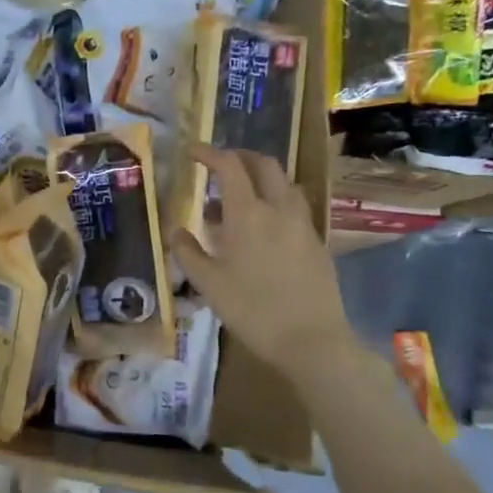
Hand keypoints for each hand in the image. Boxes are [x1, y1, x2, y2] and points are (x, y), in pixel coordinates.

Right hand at [172, 146, 354, 377]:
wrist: (311, 340)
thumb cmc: (251, 310)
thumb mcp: (208, 284)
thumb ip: (187, 251)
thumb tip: (175, 230)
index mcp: (248, 214)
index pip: (229, 167)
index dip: (209, 154)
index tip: (192, 152)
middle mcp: (279, 209)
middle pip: (264, 165)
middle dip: (240, 157)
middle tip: (218, 165)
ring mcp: (303, 224)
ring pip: (284, 183)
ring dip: (261, 178)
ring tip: (240, 196)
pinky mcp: (316, 242)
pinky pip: (294, 206)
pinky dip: (275, 201)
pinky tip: (263, 226)